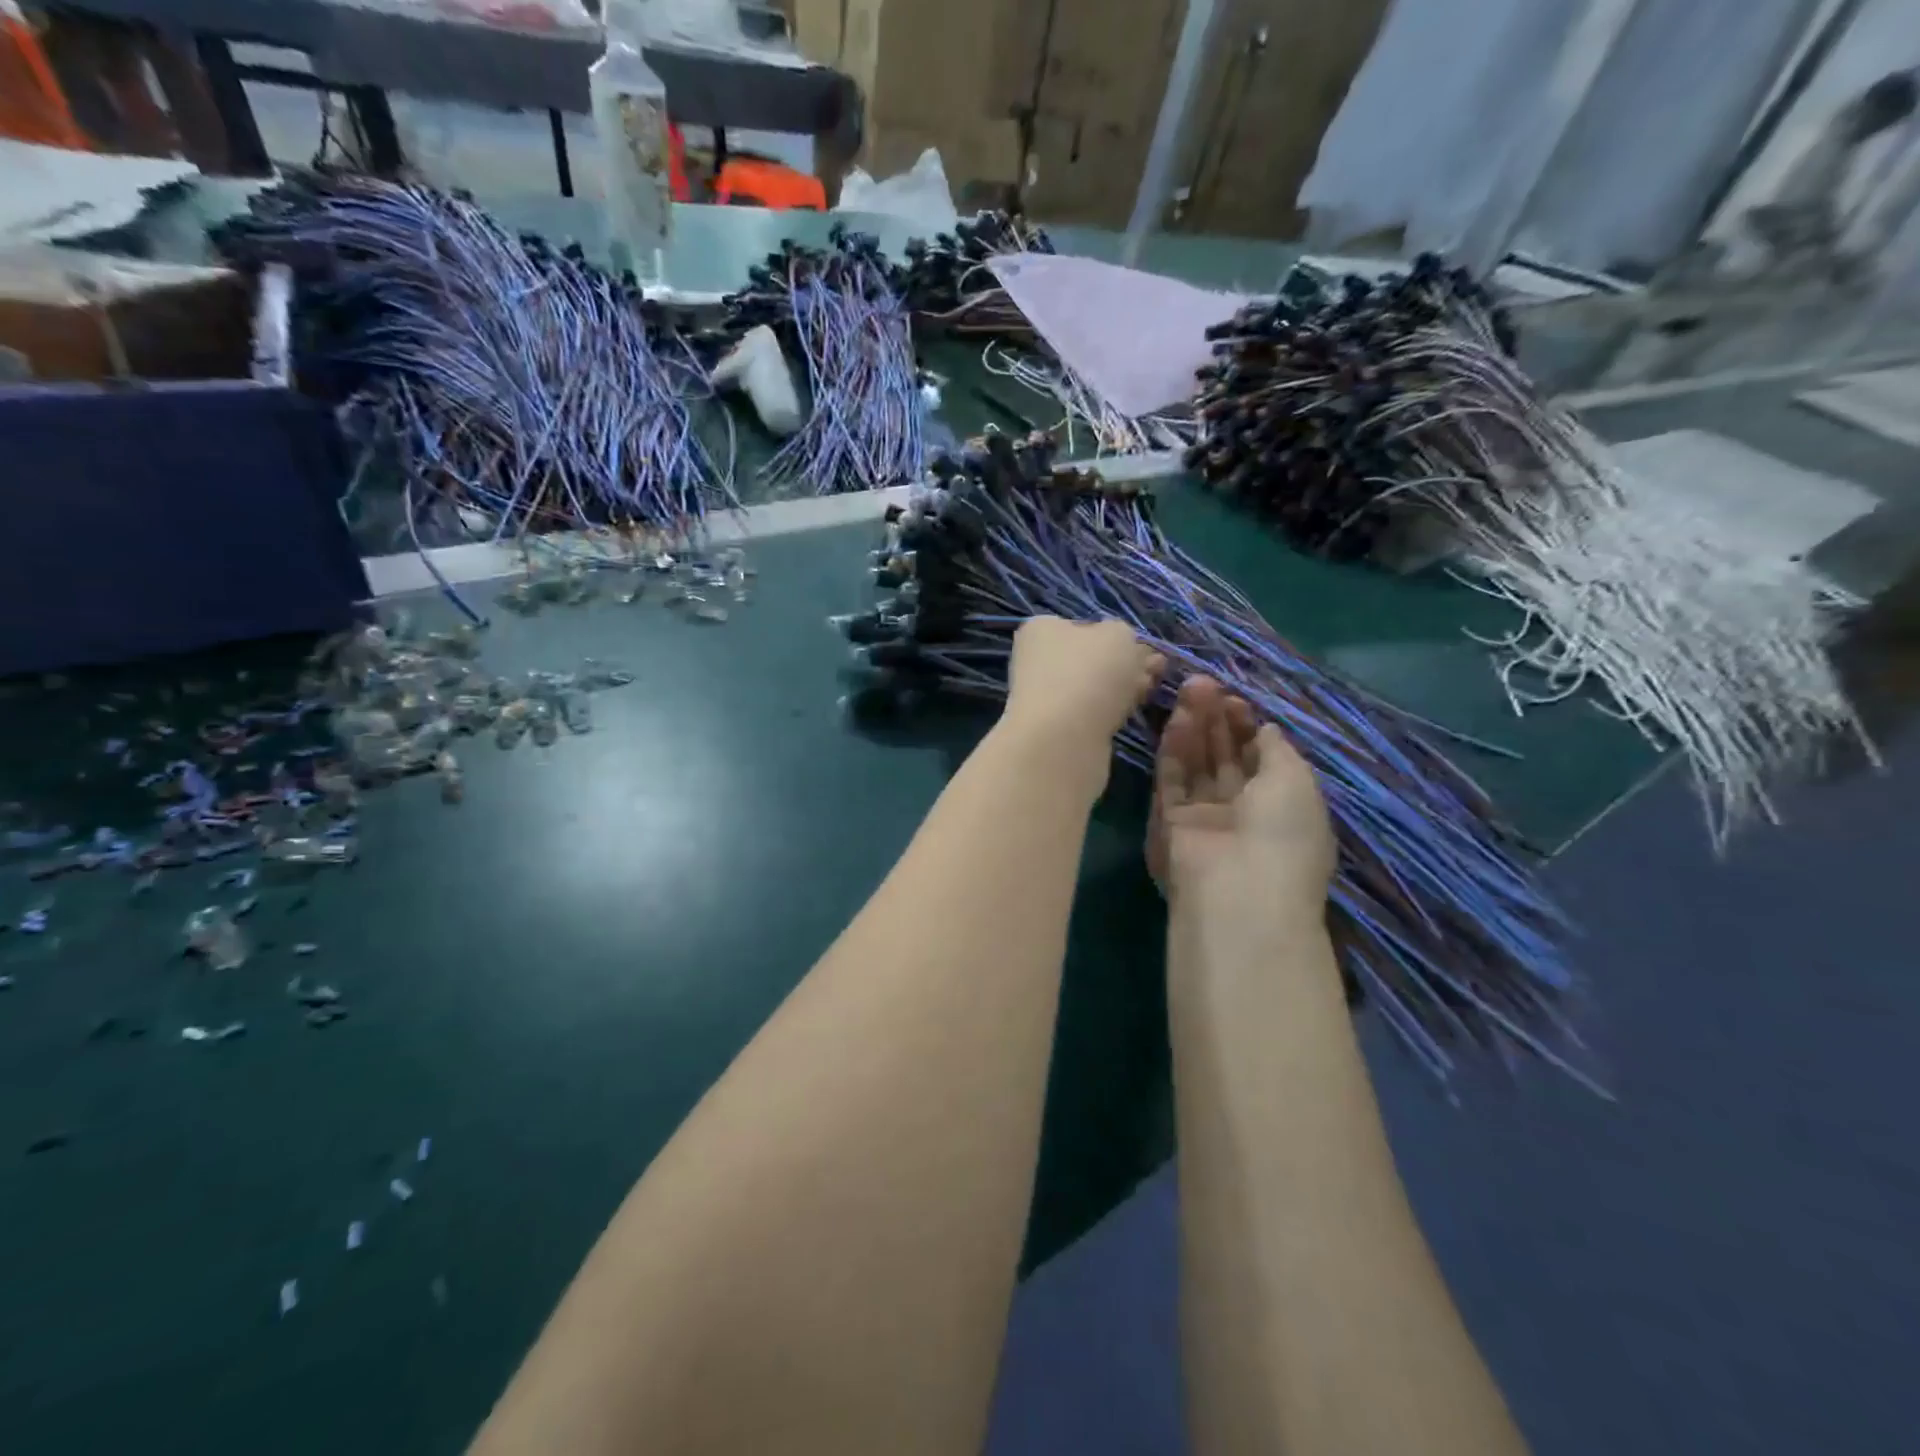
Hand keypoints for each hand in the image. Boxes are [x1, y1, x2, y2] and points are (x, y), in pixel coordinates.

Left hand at [1001, 617, 1162, 772]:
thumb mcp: (1119, 634)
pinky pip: (1091, 712)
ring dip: (1123, 687)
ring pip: (1093, 686)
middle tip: (1156, 671)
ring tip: (1149, 691)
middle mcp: (1036, 660)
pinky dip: (1111, 711)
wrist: (1064, 738)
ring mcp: (1043, 697)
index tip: (1145, 649)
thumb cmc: (1090, 672)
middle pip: (1091, 658)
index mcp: (1041, 628)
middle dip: (1126, 663)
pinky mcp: (1055, 728)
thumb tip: (1127, 649)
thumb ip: (1126, 635)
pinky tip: (1130, 712)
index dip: (1117, 636)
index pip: (1084, 626)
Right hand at [1147, 675, 1334, 918]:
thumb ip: (1276, 749)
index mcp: (1283, 808)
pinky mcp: (1171, 822)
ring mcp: (1205, 818)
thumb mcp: (1296, 780)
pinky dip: (1174, 749)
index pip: (1261, 761)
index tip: (1236, 700)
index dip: (1248, 729)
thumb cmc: (1283, 833)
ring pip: (1197, 764)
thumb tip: (1265, 729)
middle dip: (1218, 721)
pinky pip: (1173, 779)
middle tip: (1204, 683)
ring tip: (1189, 688)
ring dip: (1194, 726)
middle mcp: (1243, 813)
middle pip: (1225, 758)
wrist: (1239, 892)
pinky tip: (1177, 718)